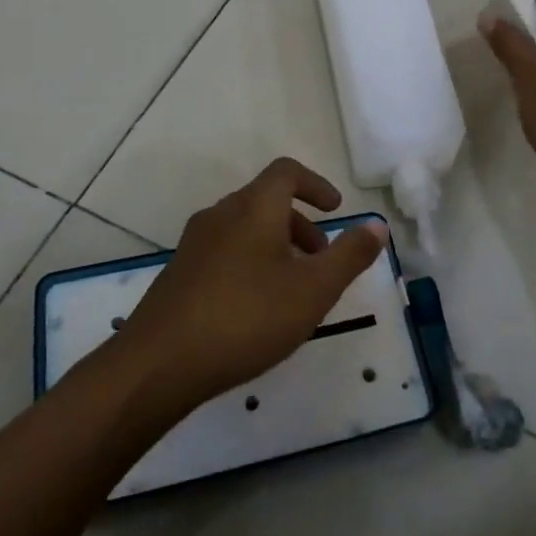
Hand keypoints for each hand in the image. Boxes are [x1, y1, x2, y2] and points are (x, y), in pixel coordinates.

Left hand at [118, 158, 386, 409]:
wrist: (159, 363)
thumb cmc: (246, 317)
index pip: (287, 172)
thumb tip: (377, 224)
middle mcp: (221, 214)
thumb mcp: (313, 290)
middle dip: (300, 224)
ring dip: (276, 245)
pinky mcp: (179, 273)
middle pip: (266, 201)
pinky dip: (250, 262)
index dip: (316, 184)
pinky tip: (254, 309)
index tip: (336, 211)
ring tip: (292, 290)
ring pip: (245, 228)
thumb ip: (349, 255)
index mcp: (254, 207)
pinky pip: (224, 251)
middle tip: (321, 261)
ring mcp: (195, 243)